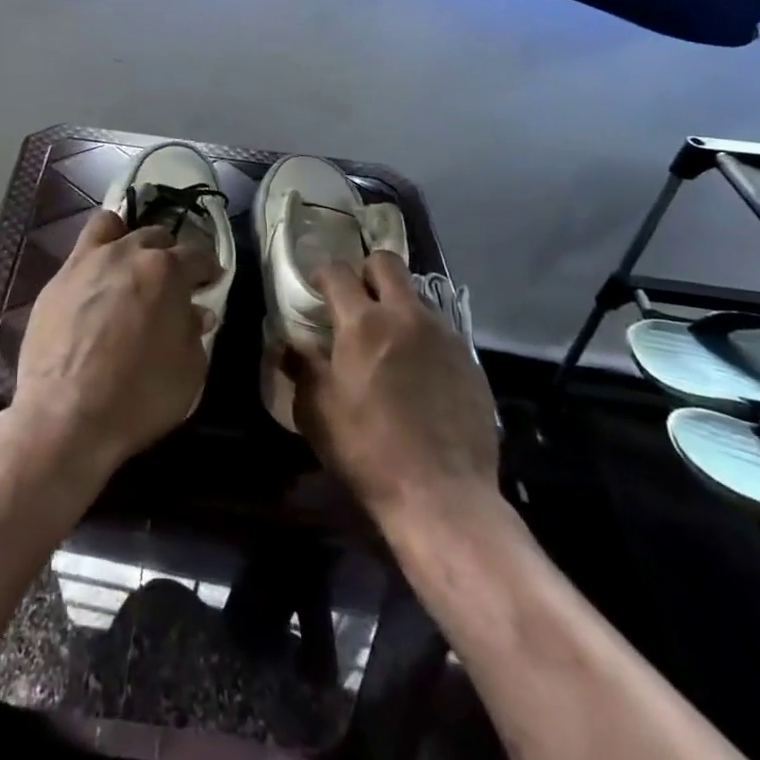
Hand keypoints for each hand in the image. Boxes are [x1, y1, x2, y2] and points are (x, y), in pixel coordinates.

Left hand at [9, 210, 218, 480]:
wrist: (65, 414)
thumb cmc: (139, 396)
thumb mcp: (189, 372)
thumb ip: (194, 333)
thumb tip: (195, 313)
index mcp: (167, 271)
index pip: (197, 256)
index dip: (208, 270)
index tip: (211, 283)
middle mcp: (128, 253)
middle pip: (155, 237)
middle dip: (169, 255)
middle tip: (170, 283)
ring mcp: (87, 261)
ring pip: (112, 227)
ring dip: (127, 240)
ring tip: (129, 265)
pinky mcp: (57, 279)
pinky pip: (80, 250)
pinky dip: (95, 257)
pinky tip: (96, 283)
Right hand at [289, 252, 499, 528]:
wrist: (442, 496)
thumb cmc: (367, 451)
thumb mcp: (317, 412)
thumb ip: (302, 368)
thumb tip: (289, 345)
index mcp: (363, 323)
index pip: (338, 272)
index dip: (322, 275)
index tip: (316, 290)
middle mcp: (406, 317)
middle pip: (387, 263)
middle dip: (366, 272)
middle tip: (356, 302)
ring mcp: (444, 336)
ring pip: (417, 297)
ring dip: (397, 308)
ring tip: (389, 345)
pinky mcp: (470, 362)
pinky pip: (440, 332)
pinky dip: (422, 340)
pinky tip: (418, 376)